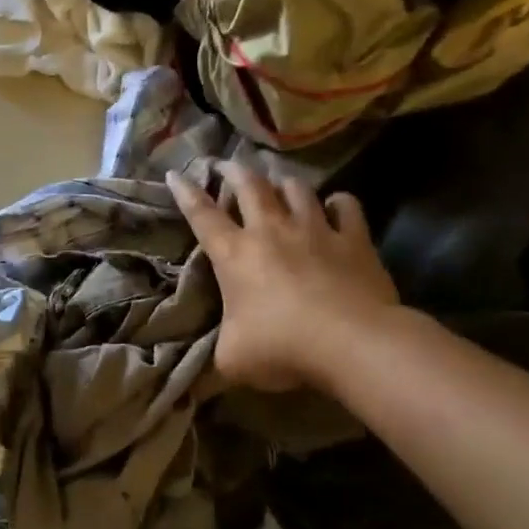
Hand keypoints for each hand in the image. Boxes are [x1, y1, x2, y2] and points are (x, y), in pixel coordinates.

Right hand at [167, 165, 402, 395]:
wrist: (351, 342)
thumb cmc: (281, 348)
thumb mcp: (233, 360)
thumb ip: (219, 351)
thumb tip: (210, 365)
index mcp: (234, 255)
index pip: (202, 216)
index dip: (185, 193)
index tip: (175, 174)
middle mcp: (271, 232)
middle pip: (250, 186)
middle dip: (234, 171)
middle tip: (227, 163)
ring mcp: (315, 230)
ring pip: (296, 189)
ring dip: (283, 182)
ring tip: (278, 180)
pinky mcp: (353, 239)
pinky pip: (346, 207)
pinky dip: (338, 203)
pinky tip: (335, 205)